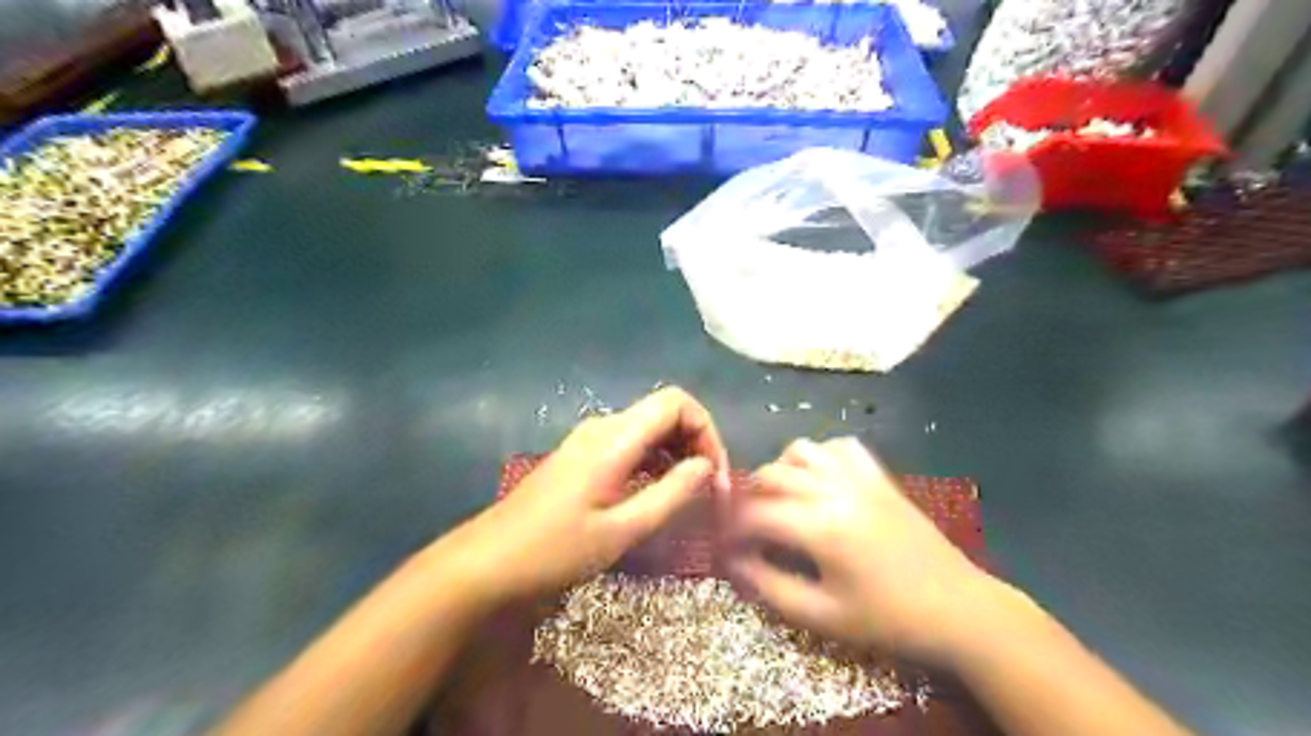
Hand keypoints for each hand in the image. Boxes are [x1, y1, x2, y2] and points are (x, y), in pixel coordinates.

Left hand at [436, 384, 726, 608]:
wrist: (488, 561)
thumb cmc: (555, 550)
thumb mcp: (622, 530)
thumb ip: (671, 494)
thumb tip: (708, 466)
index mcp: (615, 438)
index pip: (676, 402)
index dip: (706, 430)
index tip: (716, 475)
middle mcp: (604, 427)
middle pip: (666, 412)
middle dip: (696, 443)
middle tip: (710, 490)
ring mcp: (590, 439)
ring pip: (650, 428)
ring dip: (678, 454)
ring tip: (691, 496)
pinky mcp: (583, 455)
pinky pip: (632, 444)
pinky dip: (656, 461)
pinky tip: (658, 493)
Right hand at [728, 433, 1006, 664]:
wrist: (959, 609)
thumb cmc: (888, 620)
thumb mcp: (823, 616)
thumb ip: (770, 587)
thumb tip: (734, 564)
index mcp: (822, 527)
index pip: (756, 515)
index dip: (731, 530)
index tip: (723, 546)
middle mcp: (836, 490)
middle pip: (772, 475)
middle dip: (748, 498)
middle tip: (744, 526)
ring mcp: (860, 478)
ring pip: (802, 450)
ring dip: (780, 470)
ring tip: (778, 499)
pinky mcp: (879, 476)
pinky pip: (840, 447)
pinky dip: (819, 456)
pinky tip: (817, 481)